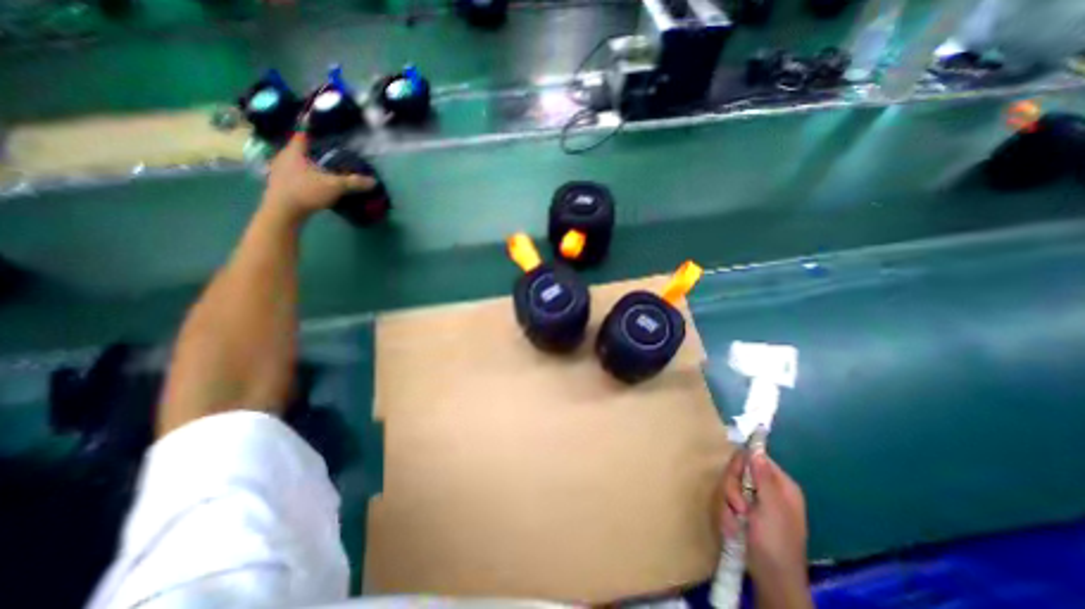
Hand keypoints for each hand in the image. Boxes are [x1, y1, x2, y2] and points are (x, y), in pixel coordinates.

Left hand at [264, 132, 377, 220]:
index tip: (318, 127)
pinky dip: (303, 175)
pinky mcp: (279, 184)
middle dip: (311, 149)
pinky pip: (293, 174)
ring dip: (306, 163)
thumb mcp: (335, 186)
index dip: (310, 129)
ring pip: (295, 162)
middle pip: (298, 148)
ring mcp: (279, 170)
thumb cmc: (306, 191)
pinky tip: (311, 182)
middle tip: (325, 151)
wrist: (283, 211)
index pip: (302, 134)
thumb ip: (353, 182)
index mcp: (294, 151)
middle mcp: (283, 157)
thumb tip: (373, 181)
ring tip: (320, 167)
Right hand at [720, 451, 804, 598]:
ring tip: (736, 521)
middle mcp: (767, 489)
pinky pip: (726, 501)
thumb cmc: (775, 543)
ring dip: (727, 503)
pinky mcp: (743, 512)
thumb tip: (756, 449)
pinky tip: (733, 527)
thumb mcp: (771, 509)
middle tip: (738, 506)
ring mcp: (754, 502)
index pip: (754, 457)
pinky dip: (726, 513)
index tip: (736, 477)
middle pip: (738, 471)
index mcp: (781, 485)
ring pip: (729, 486)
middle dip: (732, 488)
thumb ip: (764, 479)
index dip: (741, 464)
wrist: (771, 580)